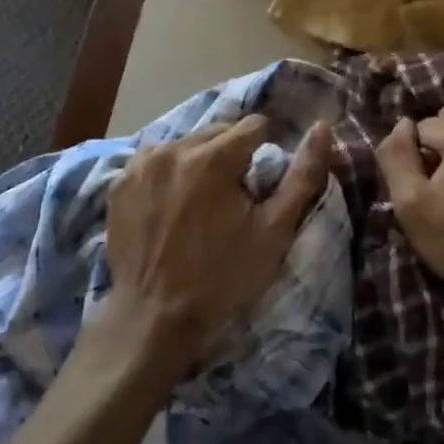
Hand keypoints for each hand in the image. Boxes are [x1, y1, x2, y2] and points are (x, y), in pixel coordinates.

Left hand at [97, 117, 328, 373]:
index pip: (255, 125)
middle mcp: (175, 148)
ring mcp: (142, 164)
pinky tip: (171, 205)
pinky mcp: (120, 182)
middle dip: (231, 155)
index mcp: (215, 156)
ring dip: (199, 161)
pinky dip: (169, 172)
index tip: (258, 188)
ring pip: (187, 143)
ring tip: (200, 203)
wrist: (155, 318)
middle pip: (219, 131)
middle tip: (231, 199)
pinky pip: (156, 160)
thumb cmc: (223, 276)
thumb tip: (323, 127)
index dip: (264, 153)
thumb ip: (303, 174)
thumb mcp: (275, 230)